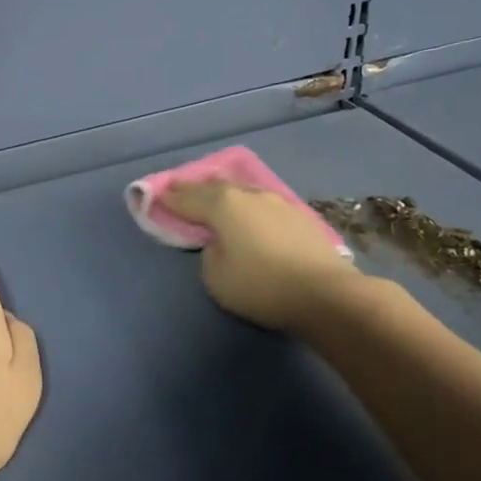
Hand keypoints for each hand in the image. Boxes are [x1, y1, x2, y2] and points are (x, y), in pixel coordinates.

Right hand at [161, 180, 360, 333]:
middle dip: (194, 189)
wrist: (326, 295)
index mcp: (223, 204)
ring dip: (224, 195)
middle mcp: (249, 194)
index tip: (154, 196)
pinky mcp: (300, 216)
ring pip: (242, 191)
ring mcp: (278, 202)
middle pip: (214, 186)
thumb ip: (209, 252)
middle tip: (179, 192)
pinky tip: (248, 214)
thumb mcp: (215, 276)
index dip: (168, 198)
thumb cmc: (261, 285)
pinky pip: (261, 204)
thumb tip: (220, 242)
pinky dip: (247, 206)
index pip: (186, 197)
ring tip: (214, 201)